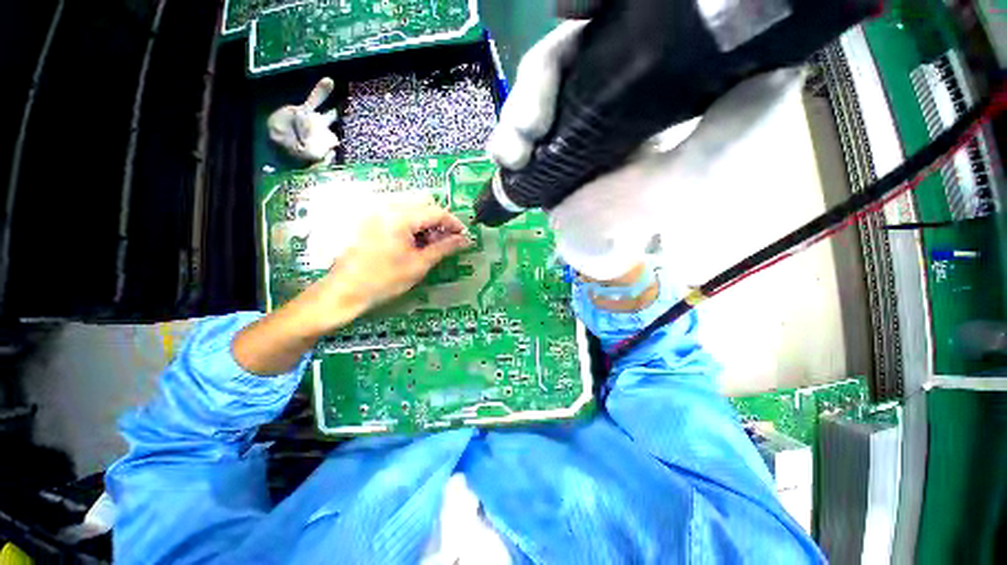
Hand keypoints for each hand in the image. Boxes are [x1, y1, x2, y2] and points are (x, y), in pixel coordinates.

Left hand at [233, 194, 469, 375]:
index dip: (454, 223)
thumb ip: (444, 248)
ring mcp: (377, 213)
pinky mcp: (371, 221)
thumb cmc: (385, 280)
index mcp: (400, 216)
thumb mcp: (419, 264)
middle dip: (439, 222)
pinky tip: (414, 244)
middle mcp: (387, 207)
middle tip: (445, 243)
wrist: (345, 291)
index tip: (463, 237)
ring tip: (430, 246)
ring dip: (426, 224)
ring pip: (412, 210)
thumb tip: (465, 240)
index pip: (436, 211)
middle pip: (424, 205)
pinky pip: (399, 216)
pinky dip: (412, 227)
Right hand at [488, 22, 804, 281]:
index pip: (619, 27)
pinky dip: (505, 137)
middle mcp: (603, 85)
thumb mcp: (694, 176)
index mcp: (646, 81)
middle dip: (541, 80)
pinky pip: (517, 123)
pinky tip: (504, 158)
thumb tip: (780, 67)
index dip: (592, 16)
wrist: (598, 242)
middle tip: (530, 126)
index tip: (575, 24)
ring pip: (535, 85)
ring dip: (517, 115)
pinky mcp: (542, 138)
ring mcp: (567, 111)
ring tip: (512, 153)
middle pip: (566, 52)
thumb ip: (731, 130)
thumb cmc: (645, 214)